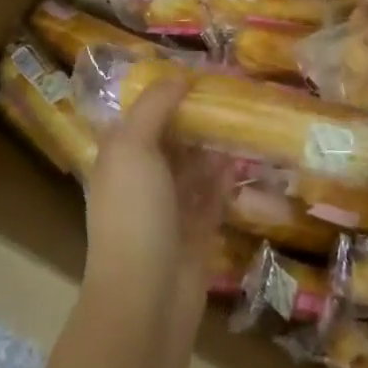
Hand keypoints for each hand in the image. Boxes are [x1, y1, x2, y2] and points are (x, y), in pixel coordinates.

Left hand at [84, 76, 228, 305]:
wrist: (146, 300)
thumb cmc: (133, 214)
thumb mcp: (133, 148)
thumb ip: (154, 106)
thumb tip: (179, 76)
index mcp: (120, 155)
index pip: (142, 112)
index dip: (165, 89)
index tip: (199, 68)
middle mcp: (142, 176)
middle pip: (173, 135)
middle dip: (198, 113)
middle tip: (233, 87)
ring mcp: (170, 205)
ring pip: (196, 162)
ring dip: (217, 141)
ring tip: (247, 113)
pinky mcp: (198, 229)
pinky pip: (215, 192)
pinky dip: (228, 173)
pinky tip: (247, 153)